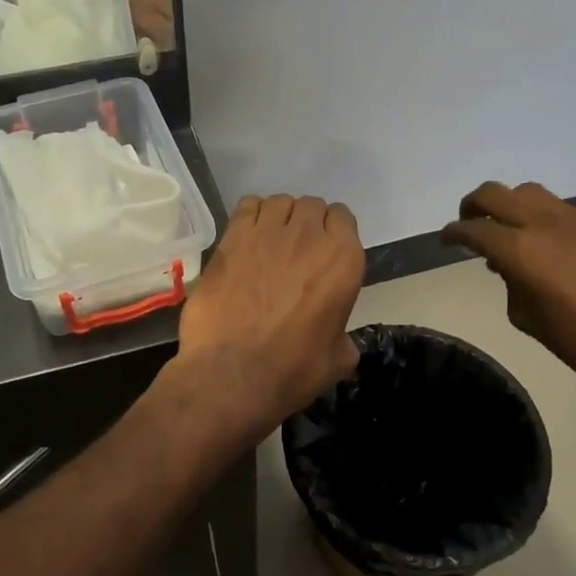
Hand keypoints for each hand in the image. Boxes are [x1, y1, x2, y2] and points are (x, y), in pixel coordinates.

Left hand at [174, 195, 364, 438]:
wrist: (233, 372)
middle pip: (311, 206)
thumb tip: (339, 340)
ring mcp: (267, 232)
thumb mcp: (338, 360)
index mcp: (343, 260)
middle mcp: (308, 236)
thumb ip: (343, 338)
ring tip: (269, 241)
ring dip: (279, 217)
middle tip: (296, 249)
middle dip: (306, 222)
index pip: (343, 218)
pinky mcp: (232, 237)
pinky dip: (250, 215)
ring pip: (279, 202)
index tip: (324, 250)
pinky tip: (246, 236)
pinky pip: (247, 206)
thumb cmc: (292, 369)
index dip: (333, 231)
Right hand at [442, 182, 575, 390]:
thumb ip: (508, 281)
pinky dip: (536, 214)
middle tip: (468, 223)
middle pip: (494, 193)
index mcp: (519, 249)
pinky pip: (554, 206)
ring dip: (507, 204)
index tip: (446, 239)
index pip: (474, 229)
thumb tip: (505, 264)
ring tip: (506, 227)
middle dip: (473, 205)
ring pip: (525, 191)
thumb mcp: (524, 316)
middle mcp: (542, 223)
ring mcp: (571, 219)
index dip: (453, 233)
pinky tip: (540, 240)